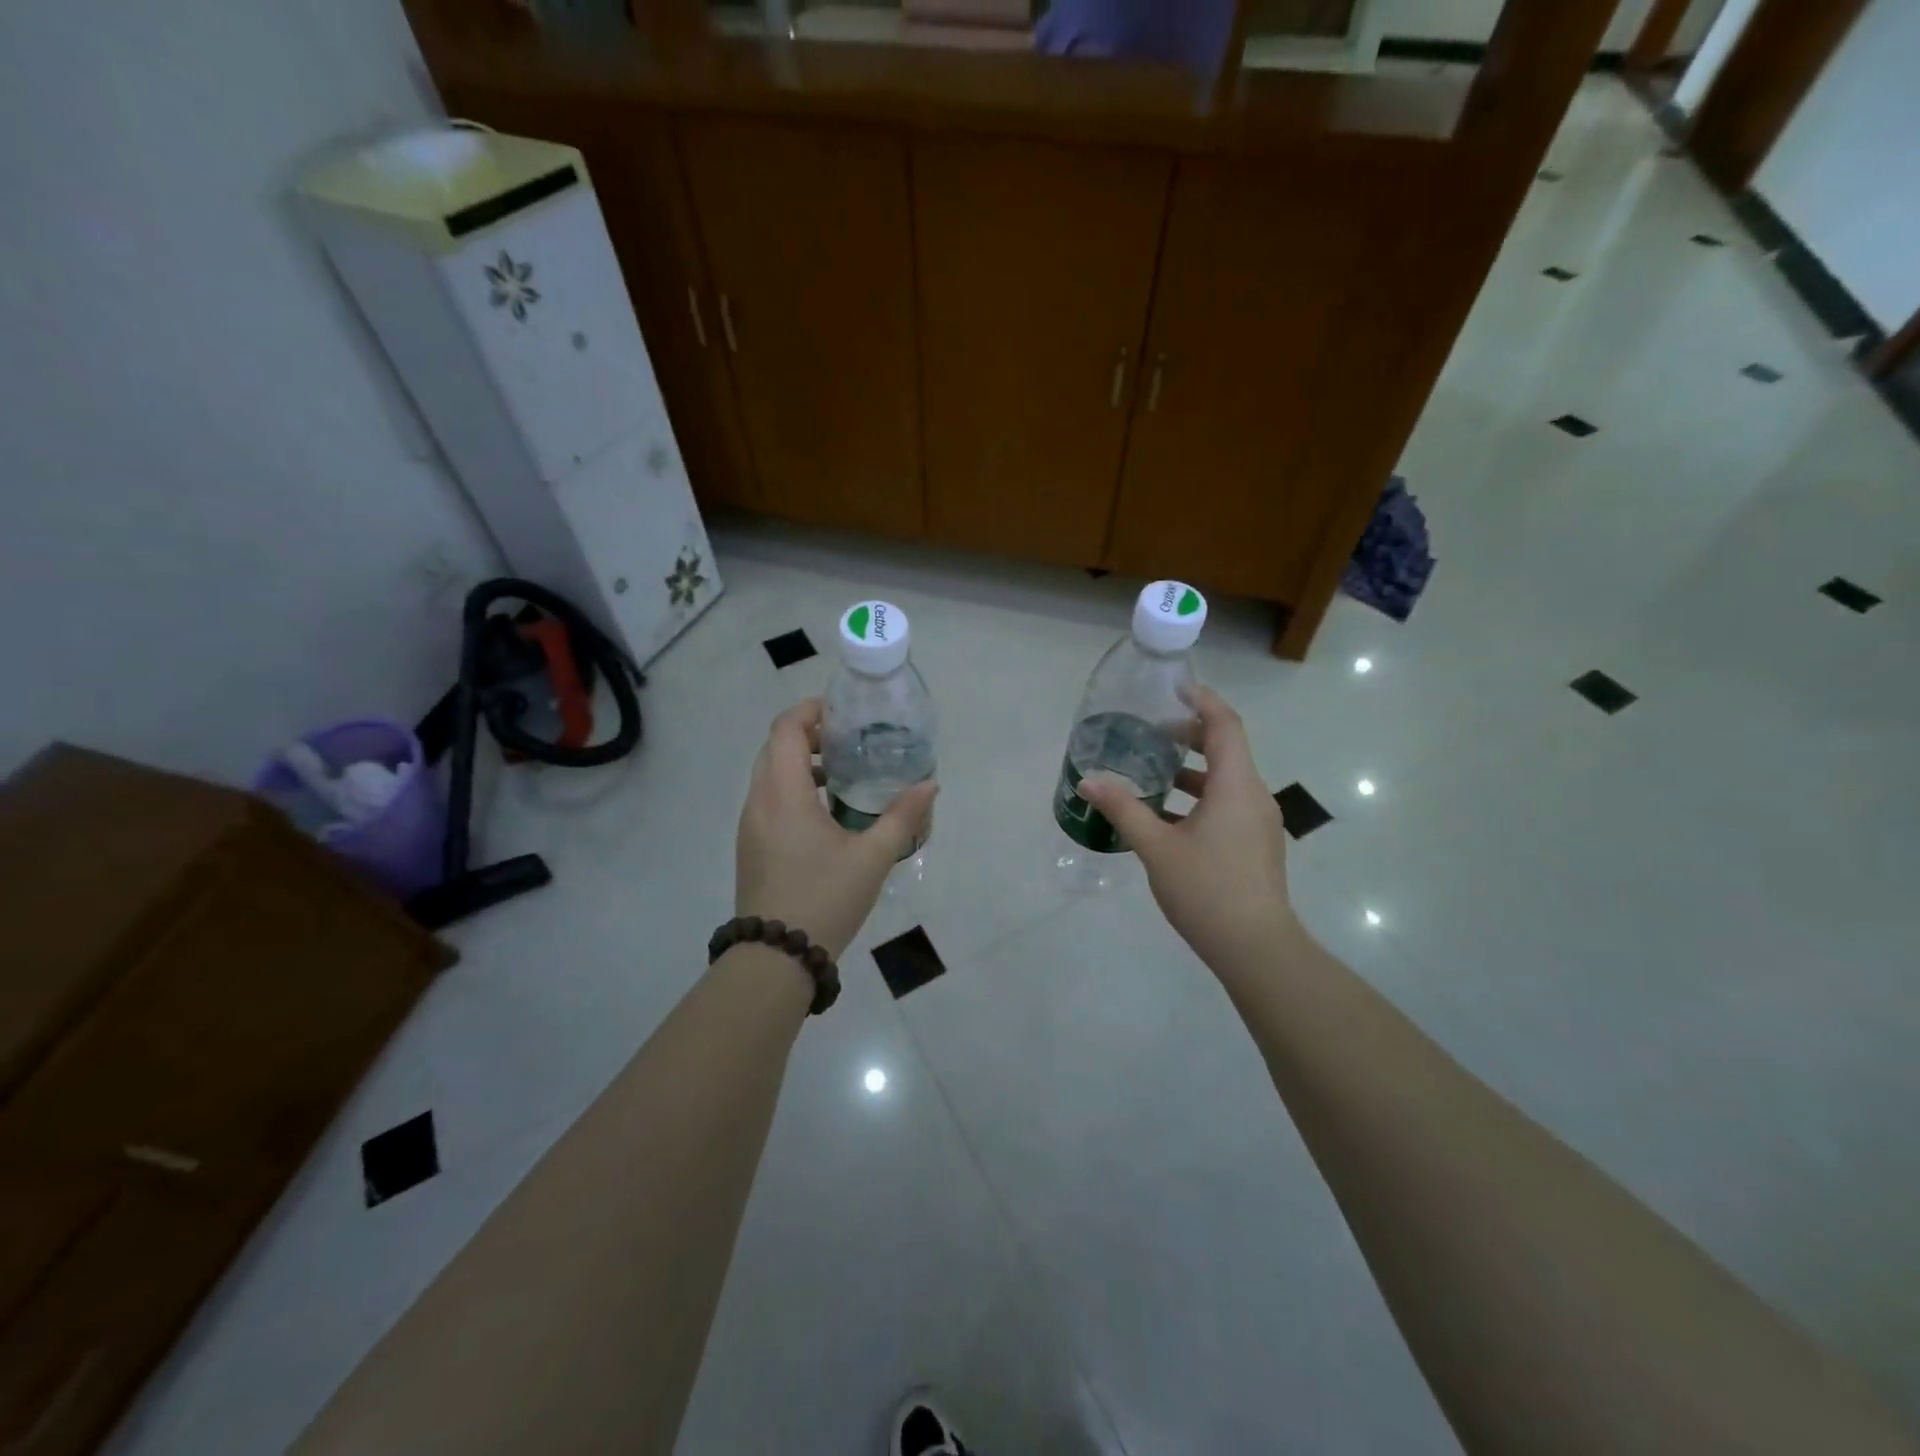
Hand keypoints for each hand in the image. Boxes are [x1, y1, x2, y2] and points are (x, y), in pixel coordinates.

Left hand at [735, 699, 938, 959]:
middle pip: (774, 747)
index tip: (843, 713)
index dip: (811, 710)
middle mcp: (758, 801)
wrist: (776, 957)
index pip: (785, 728)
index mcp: (783, 793)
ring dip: (799, 764)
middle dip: (808, 735)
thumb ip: (903, 817)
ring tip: (842, 777)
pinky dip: (792, 790)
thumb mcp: (872, 857)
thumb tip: (930, 786)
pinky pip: (767, 800)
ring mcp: (749, 825)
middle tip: (848, 741)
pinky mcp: (750, 846)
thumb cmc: (824, 898)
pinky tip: (825, 815)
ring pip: (768, 775)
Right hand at [1078, 686, 1298, 972]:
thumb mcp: (1157, 847)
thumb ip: (1123, 809)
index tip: (1173, 689)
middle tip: (1151, 734)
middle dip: (1190, 735)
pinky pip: (1229, 803)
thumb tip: (1087, 781)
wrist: (1257, 948)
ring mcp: (1259, 822)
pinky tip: (1168, 817)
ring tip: (1153, 772)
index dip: (1201, 701)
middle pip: (1227, 749)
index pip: (1225, 724)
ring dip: (1192, 769)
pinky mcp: (1256, 844)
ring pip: (1227, 779)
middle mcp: (1254, 795)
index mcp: (1236, 785)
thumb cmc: (1207, 890)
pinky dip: (1200, 796)